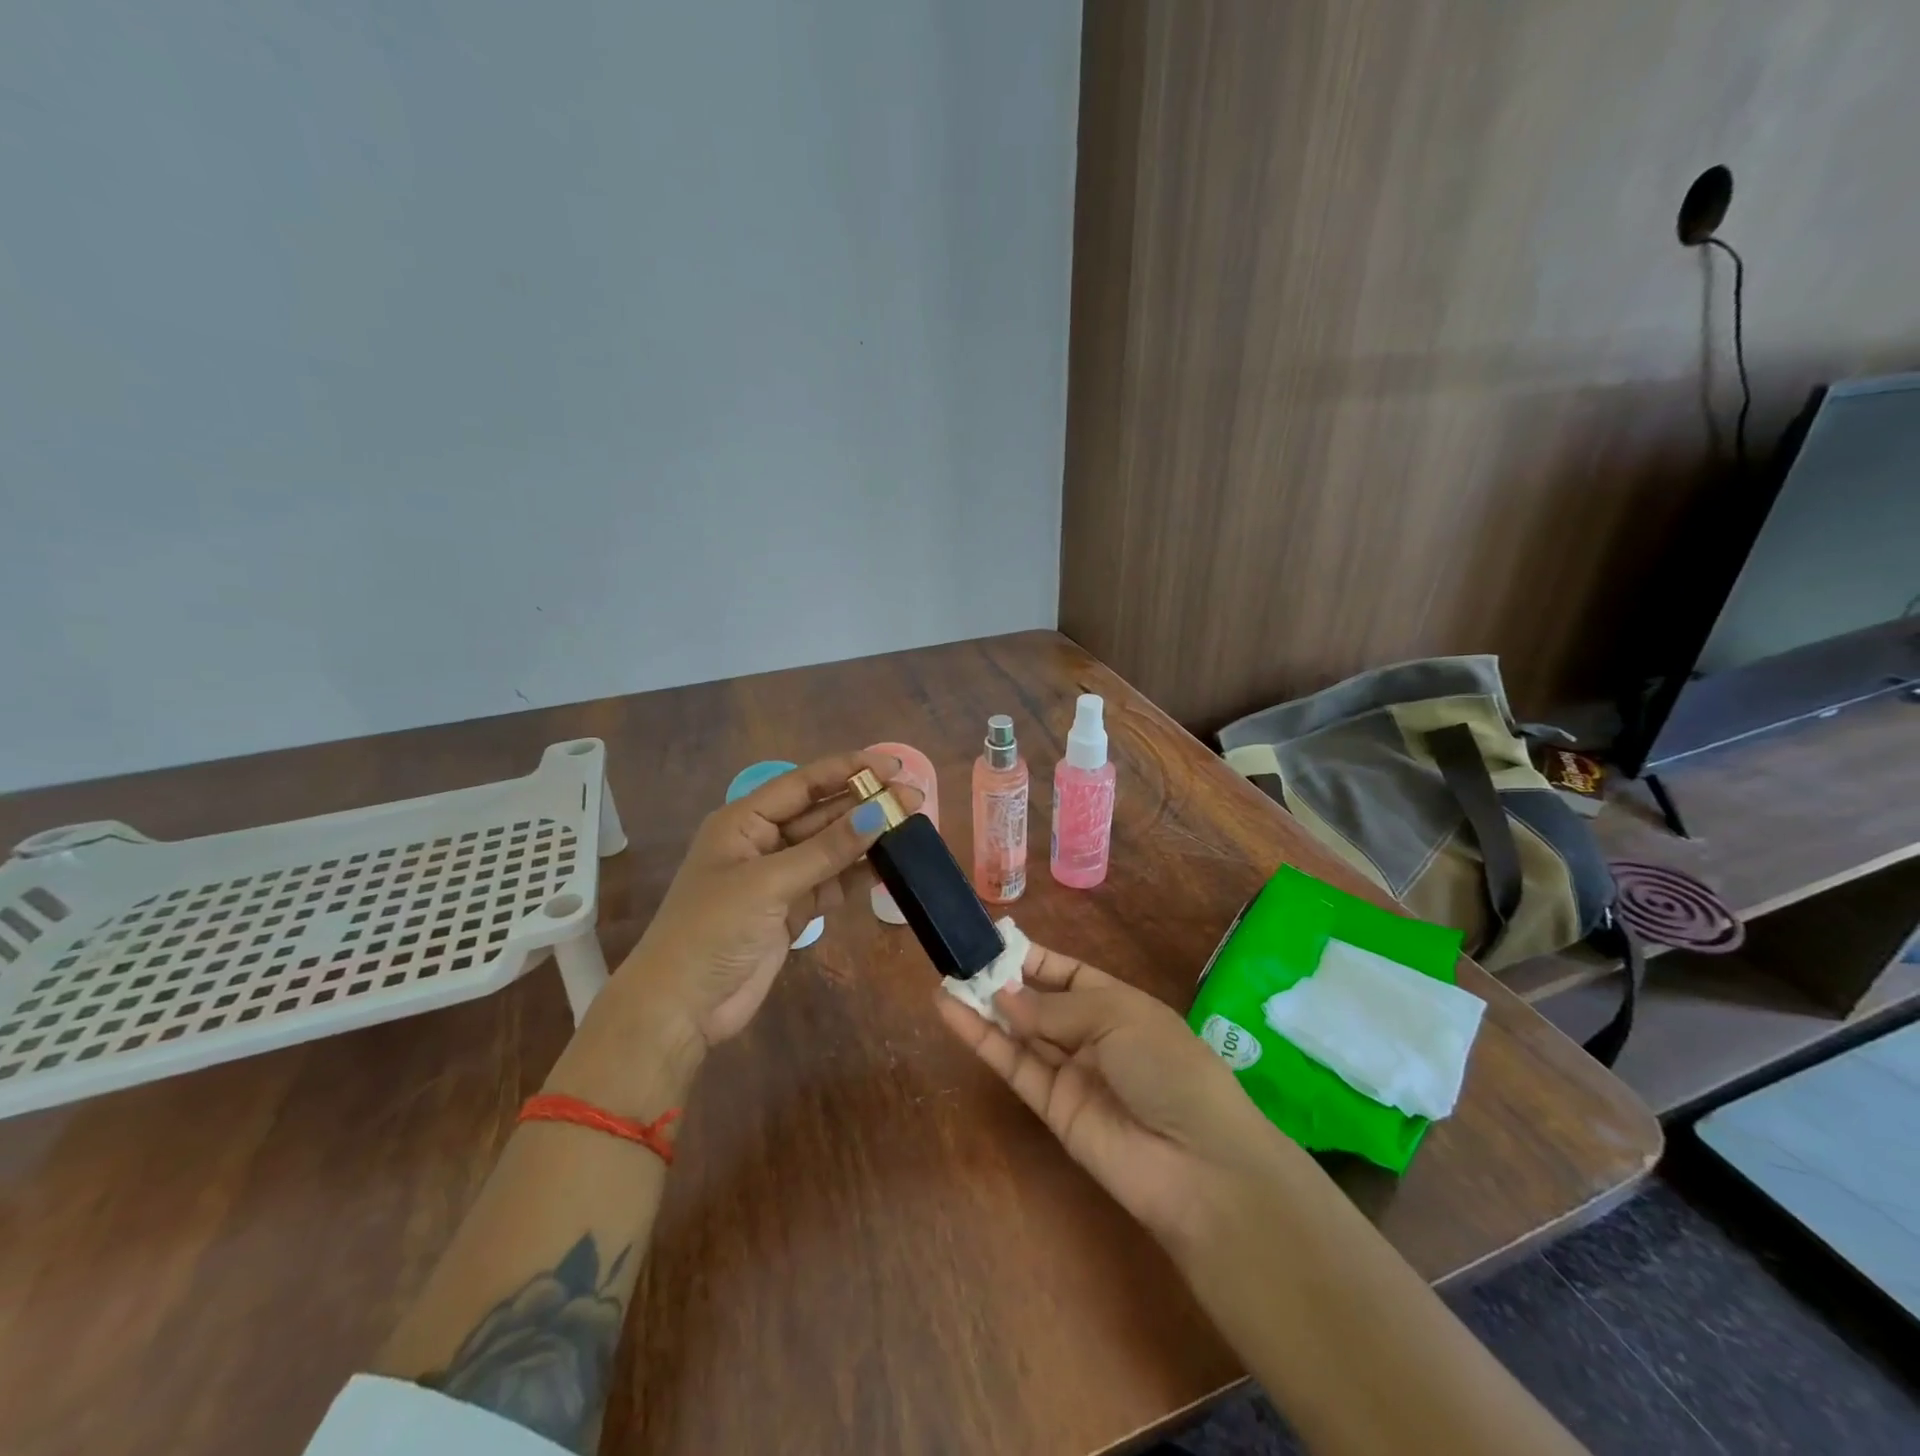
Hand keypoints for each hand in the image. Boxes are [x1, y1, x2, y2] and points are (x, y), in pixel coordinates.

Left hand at [617, 749, 919, 1048]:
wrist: (681, 1006)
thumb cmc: (712, 929)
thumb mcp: (769, 883)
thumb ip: (826, 849)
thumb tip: (878, 813)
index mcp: (744, 821)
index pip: (803, 784)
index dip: (847, 770)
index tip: (891, 765)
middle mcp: (763, 842)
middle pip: (821, 814)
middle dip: (865, 804)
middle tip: (914, 798)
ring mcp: (779, 878)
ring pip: (831, 848)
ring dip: (866, 838)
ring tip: (911, 826)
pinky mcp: (792, 911)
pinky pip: (832, 883)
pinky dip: (858, 875)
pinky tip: (890, 866)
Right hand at [936, 943, 1290, 1250]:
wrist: (1198, 1164)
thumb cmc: (1168, 1066)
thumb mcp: (1117, 1016)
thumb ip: (1054, 1007)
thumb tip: (1004, 994)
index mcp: (1118, 1003)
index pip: (1067, 973)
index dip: (1032, 958)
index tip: (992, 941)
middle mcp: (1092, 1035)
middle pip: (1038, 1002)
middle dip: (1002, 981)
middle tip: (958, 960)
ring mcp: (1071, 1072)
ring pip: (1019, 1033)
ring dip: (983, 1008)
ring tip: (944, 980)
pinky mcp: (1051, 1108)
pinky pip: (1013, 1066)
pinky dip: (982, 1040)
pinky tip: (951, 1013)